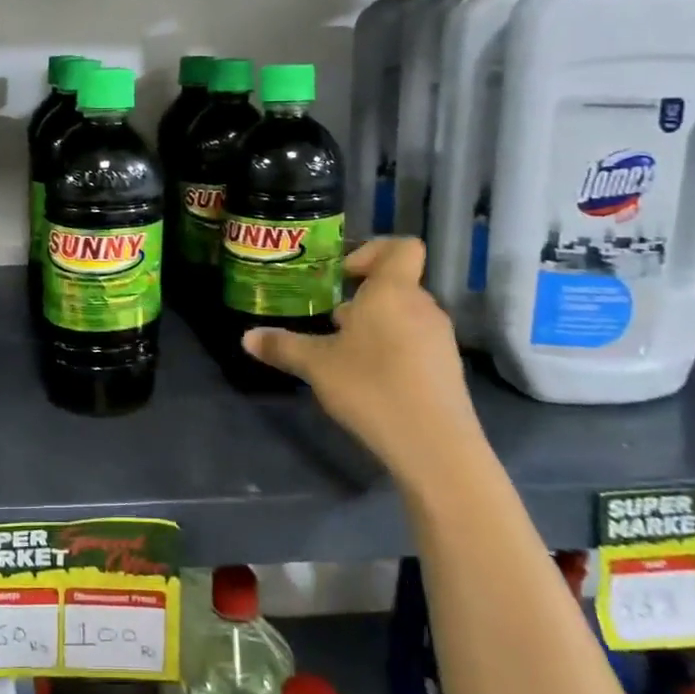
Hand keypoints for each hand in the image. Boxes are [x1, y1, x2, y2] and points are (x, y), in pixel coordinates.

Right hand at [241, 237, 483, 488]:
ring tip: (345, 352)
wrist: (435, 446)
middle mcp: (422, 307)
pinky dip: (393, 350)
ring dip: (376, 325)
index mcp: (393, 291)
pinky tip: (370, 379)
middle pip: (397, 284)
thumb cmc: (372, 386)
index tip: (343, 275)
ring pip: (405, 315)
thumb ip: (283, 346)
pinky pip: (416, 343)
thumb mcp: (316, 365)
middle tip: (331, 319)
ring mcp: (439, 339)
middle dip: (363, 297)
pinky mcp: (446, 370)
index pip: (401, 247)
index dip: (372, 251)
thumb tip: (247, 337)